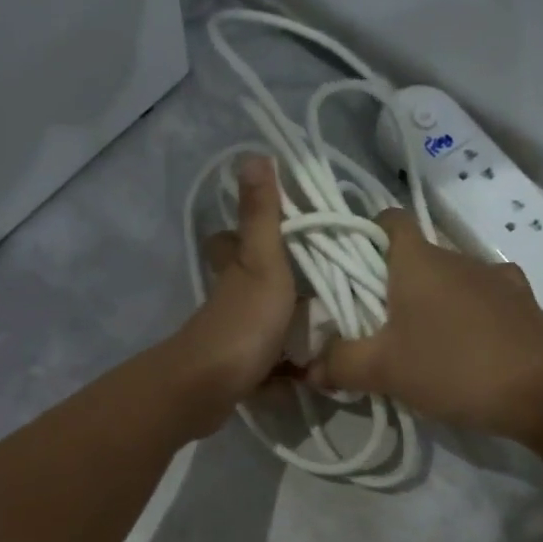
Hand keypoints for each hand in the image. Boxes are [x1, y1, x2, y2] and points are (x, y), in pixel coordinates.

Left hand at [171, 156, 296, 428]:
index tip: (285, 229)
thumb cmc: (243, 322)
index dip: (246, 232)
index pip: (231, 240)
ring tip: (331, 325)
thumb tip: (252, 153)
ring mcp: (233, 336)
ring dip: (287, 324)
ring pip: (260, 321)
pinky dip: (285, 367)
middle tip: (321, 284)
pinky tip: (313, 371)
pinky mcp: (240, 371)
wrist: (211, 388)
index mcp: (235, 268)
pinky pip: (268, 363)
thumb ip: (261, 215)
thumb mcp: (262, 263)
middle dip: (276, 281)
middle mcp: (229, 298)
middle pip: (247, 281)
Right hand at [306, 209, 542, 440]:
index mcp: (419, 260)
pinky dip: (469, 314)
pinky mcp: (524, 302)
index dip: (366, 234)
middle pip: (416, 255)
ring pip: (451, 278)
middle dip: (394, 282)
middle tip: (376, 322)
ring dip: (434, 300)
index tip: (353, 266)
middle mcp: (458, 257)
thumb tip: (308, 367)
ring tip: (423, 341)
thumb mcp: (384, 371)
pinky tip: (468, 346)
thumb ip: (339, 364)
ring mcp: (497, 277)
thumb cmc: (454, 367)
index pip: (388, 219)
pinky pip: (484, 298)